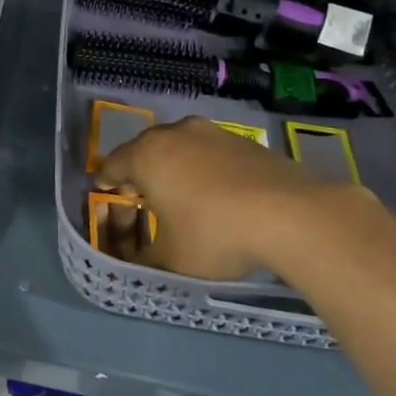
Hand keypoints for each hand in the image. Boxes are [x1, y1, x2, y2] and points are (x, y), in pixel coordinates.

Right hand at [95, 116, 375, 282]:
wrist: (292, 215)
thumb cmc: (214, 234)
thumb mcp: (171, 259)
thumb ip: (142, 260)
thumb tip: (130, 262)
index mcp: (147, 156)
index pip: (113, 164)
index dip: (105, 180)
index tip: (103, 190)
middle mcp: (175, 134)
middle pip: (145, 149)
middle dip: (138, 171)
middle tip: (137, 193)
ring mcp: (213, 133)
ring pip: (180, 147)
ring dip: (173, 166)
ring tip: (178, 192)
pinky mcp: (245, 142)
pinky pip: (210, 153)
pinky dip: (204, 168)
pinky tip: (216, 193)